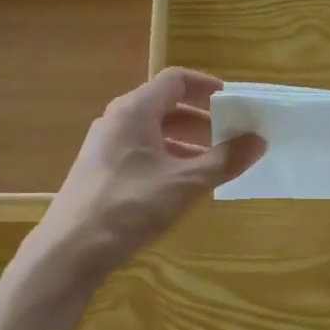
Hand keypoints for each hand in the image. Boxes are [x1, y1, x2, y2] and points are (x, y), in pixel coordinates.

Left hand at [31, 68, 265, 282]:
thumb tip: (258, 140)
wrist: (71, 249)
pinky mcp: (100, 171)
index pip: (176, 80)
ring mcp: (105, 146)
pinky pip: (141, 153)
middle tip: (232, 139)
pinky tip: (182, 186)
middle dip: (202, 121)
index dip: (208, 87)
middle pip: (165, 106)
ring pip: (153, 133)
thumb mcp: (185, 183)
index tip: (234, 103)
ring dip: (186, 144)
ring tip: (214, 166)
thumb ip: (224, 160)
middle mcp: (117, 120)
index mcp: (135, 110)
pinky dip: (167, 160)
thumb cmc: (130, 206)